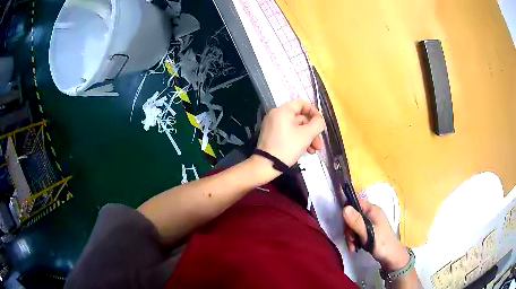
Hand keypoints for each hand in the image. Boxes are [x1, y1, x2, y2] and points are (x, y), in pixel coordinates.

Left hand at [256, 100, 324, 165]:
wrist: (266, 165)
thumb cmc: (287, 147)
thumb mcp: (306, 135)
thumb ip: (317, 124)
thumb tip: (320, 120)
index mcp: (283, 111)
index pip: (301, 104)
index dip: (314, 112)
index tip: (321, 123)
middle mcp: (276, 115)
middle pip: (300, 118)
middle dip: (312, 131)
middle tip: (319, 144)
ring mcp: (273, 126)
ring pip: (296, 128)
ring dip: (307, 138)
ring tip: (314, 151)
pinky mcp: (272, 136)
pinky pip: (288, 133)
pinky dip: (298, 140)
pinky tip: (306, 151)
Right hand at [343, 199, 408, 271]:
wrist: (392, 257)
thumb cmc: (382, 244)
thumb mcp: (368, 233)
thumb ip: (356, 222)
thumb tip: (344, 208)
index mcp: (373, 210)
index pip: (355, 203)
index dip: (347, 211)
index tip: (346, 226)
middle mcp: (371, 214)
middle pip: (352, 215)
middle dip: (349, 229)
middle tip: (351, 240)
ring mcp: (370, 222)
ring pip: (353, 225)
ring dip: (351, 236)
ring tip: (353, 247)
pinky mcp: (369, 231)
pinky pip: (357, 231)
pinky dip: (354, 239)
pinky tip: (355, 247)